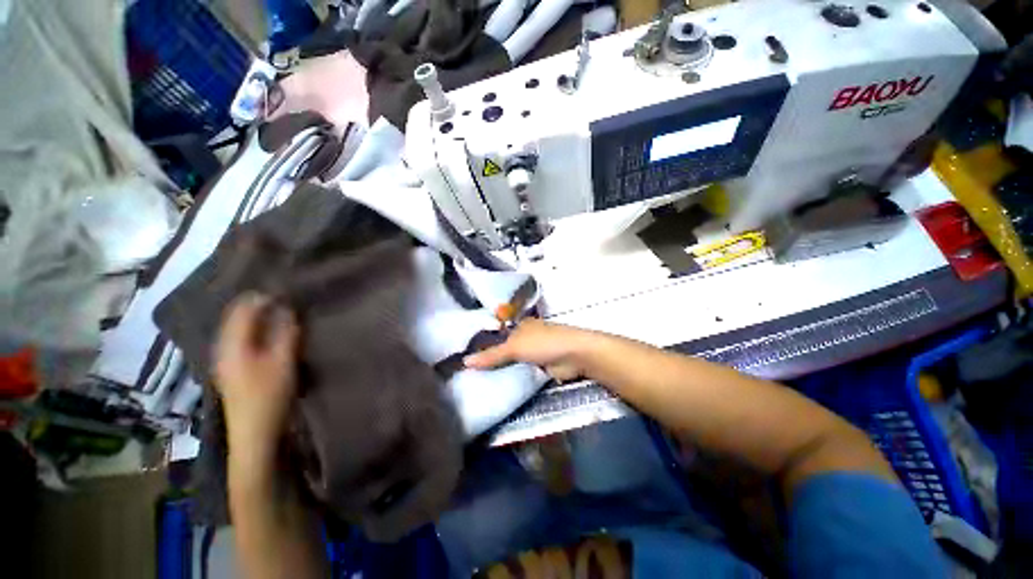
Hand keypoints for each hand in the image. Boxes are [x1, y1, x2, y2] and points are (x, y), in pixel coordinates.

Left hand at [214, 293, 299, 460]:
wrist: (254, 434)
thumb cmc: (268, 396)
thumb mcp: (282, 362)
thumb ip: (285, 333)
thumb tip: (287, 309)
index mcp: (231, 345)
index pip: (242, 310)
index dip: (261, 298)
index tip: (284, 292)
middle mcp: (222, 348)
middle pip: (236, 318)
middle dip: (257, 306)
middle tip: (283, 300)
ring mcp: (224, 360)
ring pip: (237, 329)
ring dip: (256, 318)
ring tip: (279, 312)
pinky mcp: (231, 369)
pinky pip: (240, 339)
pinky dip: (254, 331)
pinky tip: (267, 333)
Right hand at [463, 318, 595, 380]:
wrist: (575, 355)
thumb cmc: (543, 343)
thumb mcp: (514, 347)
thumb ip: (491, 355)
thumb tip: (465, 361)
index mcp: (521, 326)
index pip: (497, 334)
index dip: (483, 344)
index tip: (466, 359)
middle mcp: (527, 337)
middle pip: (505, 349)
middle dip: (492, 360)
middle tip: (469, 374)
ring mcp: (535, 353)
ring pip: (514, 362)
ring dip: (503, 371)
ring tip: (479, 383)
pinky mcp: (542, 367)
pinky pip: (523, 373)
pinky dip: (514, 379)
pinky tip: (499, 388)